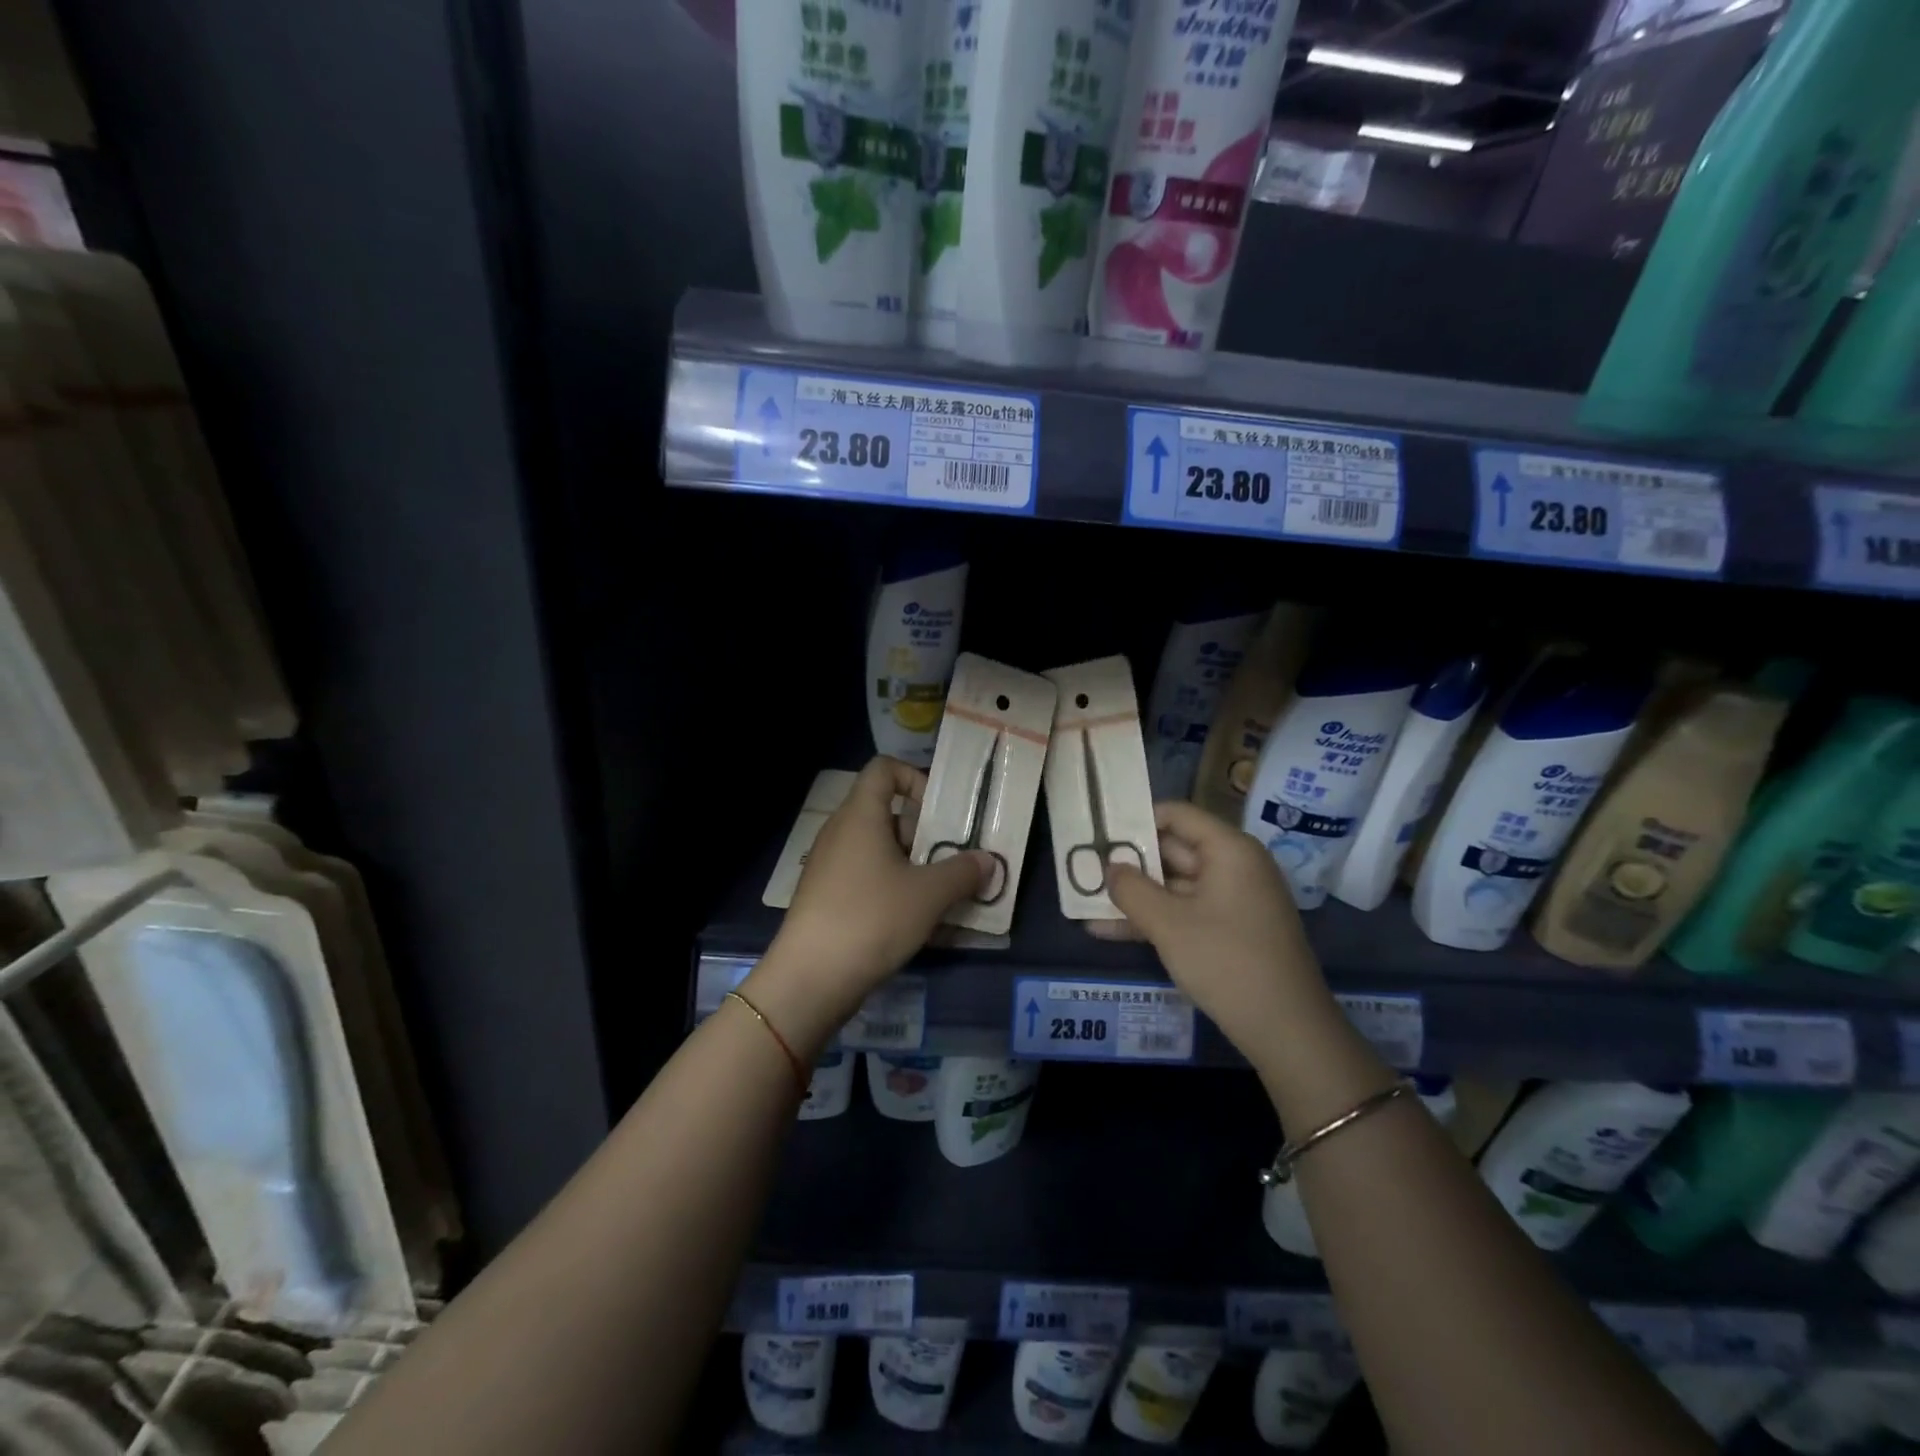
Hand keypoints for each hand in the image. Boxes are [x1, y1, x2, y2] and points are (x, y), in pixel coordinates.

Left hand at [749, 757, 991, 1052]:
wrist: (810, 979)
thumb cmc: (872, 918)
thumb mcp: (929, 894)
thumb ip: (963, 871)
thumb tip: (988, 861)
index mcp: (860, 815)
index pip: (884, 769)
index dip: (915, 778)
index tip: (940, 813)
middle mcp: (840, 832)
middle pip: (887, 813)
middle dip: (924, 833)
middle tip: (954, 858)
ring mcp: (830, 866)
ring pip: (879, 850)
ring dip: (914, 865)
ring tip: (944, 894)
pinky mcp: (826, 897)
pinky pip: (866, 878)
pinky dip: (893, 888)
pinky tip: (916, 920)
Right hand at [1104, 801, 1333, 1060]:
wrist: (1287, 1030)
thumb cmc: (1227, 962)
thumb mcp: (1169, 924)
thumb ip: (1131, 889)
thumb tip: (1109, 867)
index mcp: (1228, 850)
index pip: (1176, 815)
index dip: (1136, 819)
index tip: (1098, 831)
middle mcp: (1233, 866)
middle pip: (1172, 849)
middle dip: (1128, 861)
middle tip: (1082, 865)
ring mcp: (1232, 900)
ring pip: (1174, 886)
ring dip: (1134, 895)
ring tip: (1084, 900)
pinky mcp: (1229, 930)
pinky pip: (1184, 912)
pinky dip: (1153, 919)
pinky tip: (1107, 931)